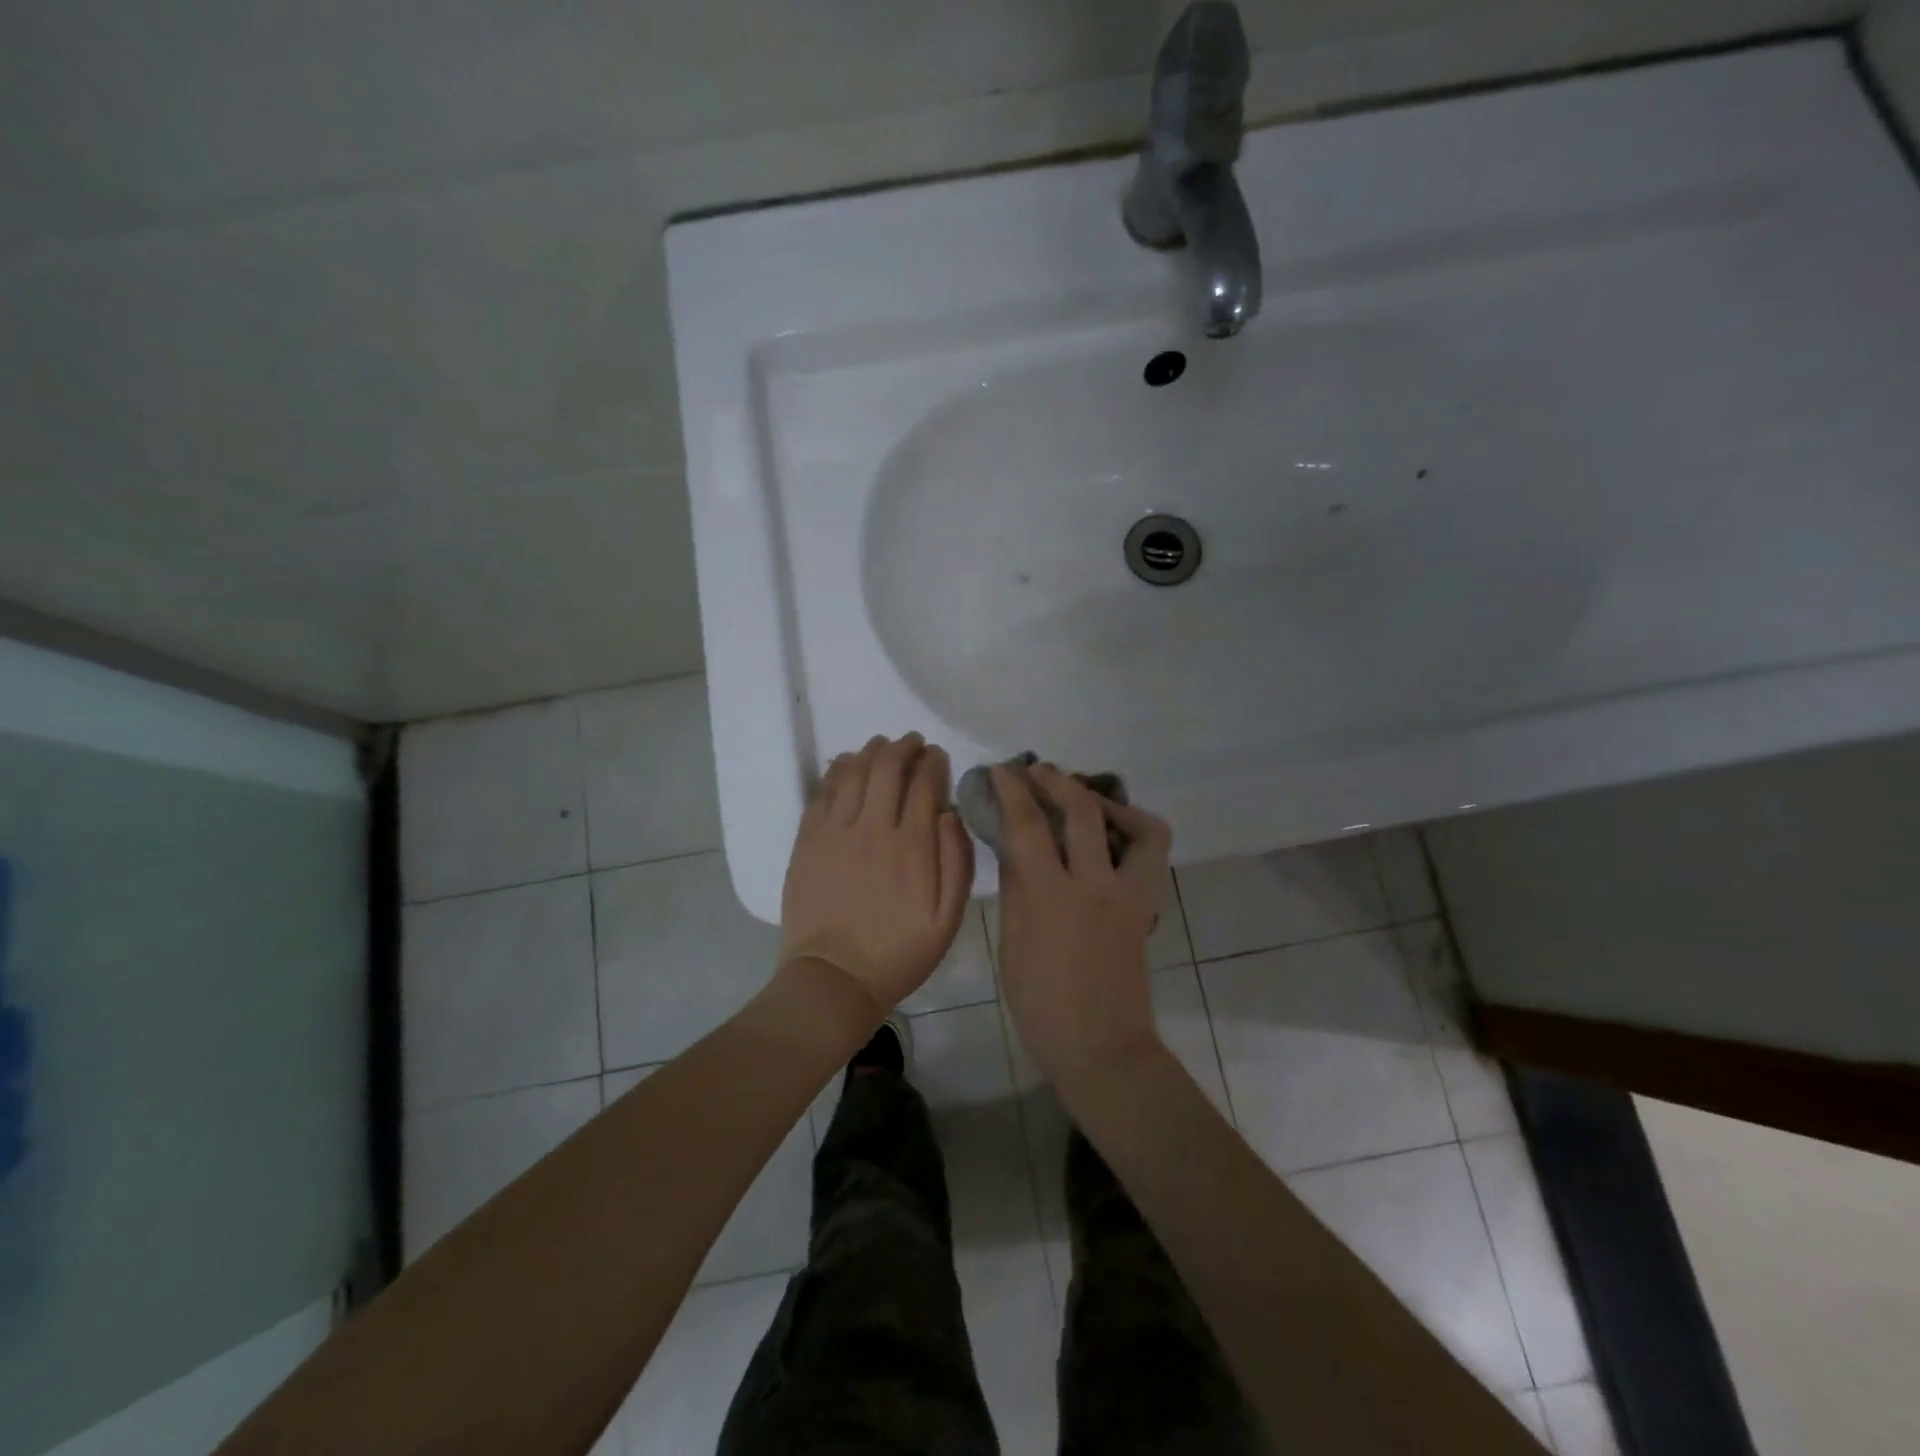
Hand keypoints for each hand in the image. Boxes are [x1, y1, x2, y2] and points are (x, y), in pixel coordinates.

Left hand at [778, 734, 973, 1017]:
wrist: (833, 979)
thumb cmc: (898, 953)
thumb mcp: (947, 920)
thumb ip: (956, 862)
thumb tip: (950, 813)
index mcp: (912, 846)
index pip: (924, 785)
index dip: (932, 762)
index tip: (936, 754)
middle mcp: (873, 828)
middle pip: (888, 769)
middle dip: (903, 747)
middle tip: (911, 741)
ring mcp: (835, 832)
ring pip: (853, 773)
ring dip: (870, 752)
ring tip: (881, 745)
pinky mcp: (807, 841)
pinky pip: (822, 793)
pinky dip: (836, 771)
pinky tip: (845, 763)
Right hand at [993, 763, 1173, 1089]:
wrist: (1100, 1045)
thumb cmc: (1041, 1004)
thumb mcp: (1012, 944)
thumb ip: (1016, 888)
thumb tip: (1013, 845)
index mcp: (1048, 896)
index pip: (1028, 824)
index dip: (1013, 789)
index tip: (1001, 770)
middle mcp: (1093, 884)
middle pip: (1081, 810)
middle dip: (1056, 780)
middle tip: (1037, 771)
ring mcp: (1128, 894)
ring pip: (1136, 825)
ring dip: (1105, 800)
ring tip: (1082, 797)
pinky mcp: (1146, 905)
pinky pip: (1150, 853)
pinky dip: (1133, 832)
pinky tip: (1108, 836)